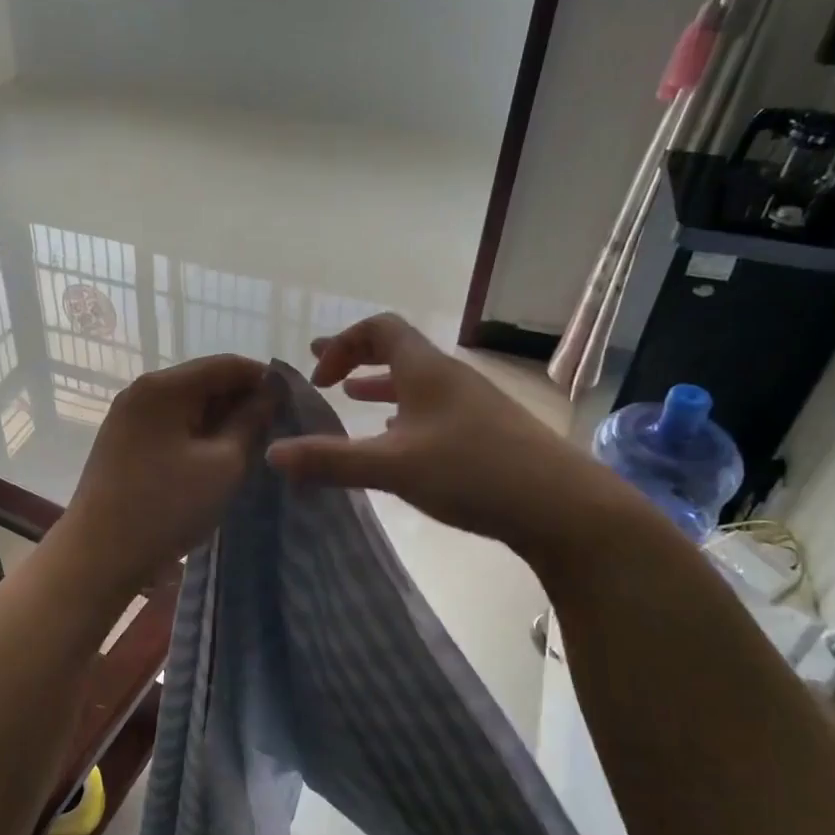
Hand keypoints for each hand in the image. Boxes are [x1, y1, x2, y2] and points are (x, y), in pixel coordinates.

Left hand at [59, 355, 274, 590]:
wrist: (98, 556)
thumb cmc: (166, 507)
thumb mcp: (223, 464)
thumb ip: (252, 421)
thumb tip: (273, 391)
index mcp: (164, 386)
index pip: (227, 364)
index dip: (265, 379)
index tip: (295, 404)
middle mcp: (142, 391)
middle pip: (205, 381)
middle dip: (243, 401)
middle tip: (278, 431)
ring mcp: (128, 416)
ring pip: (189, 405)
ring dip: (222, 420)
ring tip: (253, 447)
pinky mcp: (123, 441)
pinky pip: (171, 425)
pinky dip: (198, 435)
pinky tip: (218, 459)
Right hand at [266, 314, 623, 558]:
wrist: (562, 506)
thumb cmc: (472, 472)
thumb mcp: (392, 467)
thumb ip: (331, 460)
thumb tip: (272, 454)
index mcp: (426, 369)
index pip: (379, 329)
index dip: (342, 343)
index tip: (318, 376)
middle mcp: (450, 377)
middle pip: (398, 351)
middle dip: (356, 359)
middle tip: (323, 374)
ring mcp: (473, 404)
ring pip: (417, 383)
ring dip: (381, 388)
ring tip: (354, 402)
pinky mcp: (488, 433)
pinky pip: (434, 409)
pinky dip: (406, 415)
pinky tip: (400, 442)